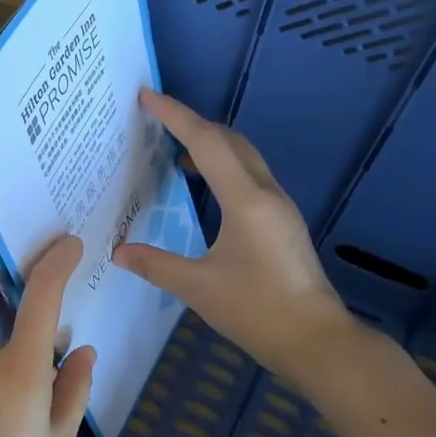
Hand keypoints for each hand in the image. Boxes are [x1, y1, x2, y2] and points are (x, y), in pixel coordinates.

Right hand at [115, 90, 356, 384]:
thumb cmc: (257, 311)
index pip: (206, 143)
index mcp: (246, 201)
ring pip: (244, 157)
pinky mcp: (283, 223)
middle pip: (230, 141)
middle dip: (194, 124)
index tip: (147, 96)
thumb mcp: (198, 288)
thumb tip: (119, 252)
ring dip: (211, 145)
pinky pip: (250, 177)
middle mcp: (266, 194)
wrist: (316, 340)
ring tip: (176, 150)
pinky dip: (224, 167)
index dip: (175, 116)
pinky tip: (206, 187)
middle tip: (158, 120)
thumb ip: (156, 265)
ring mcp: (279, 207)